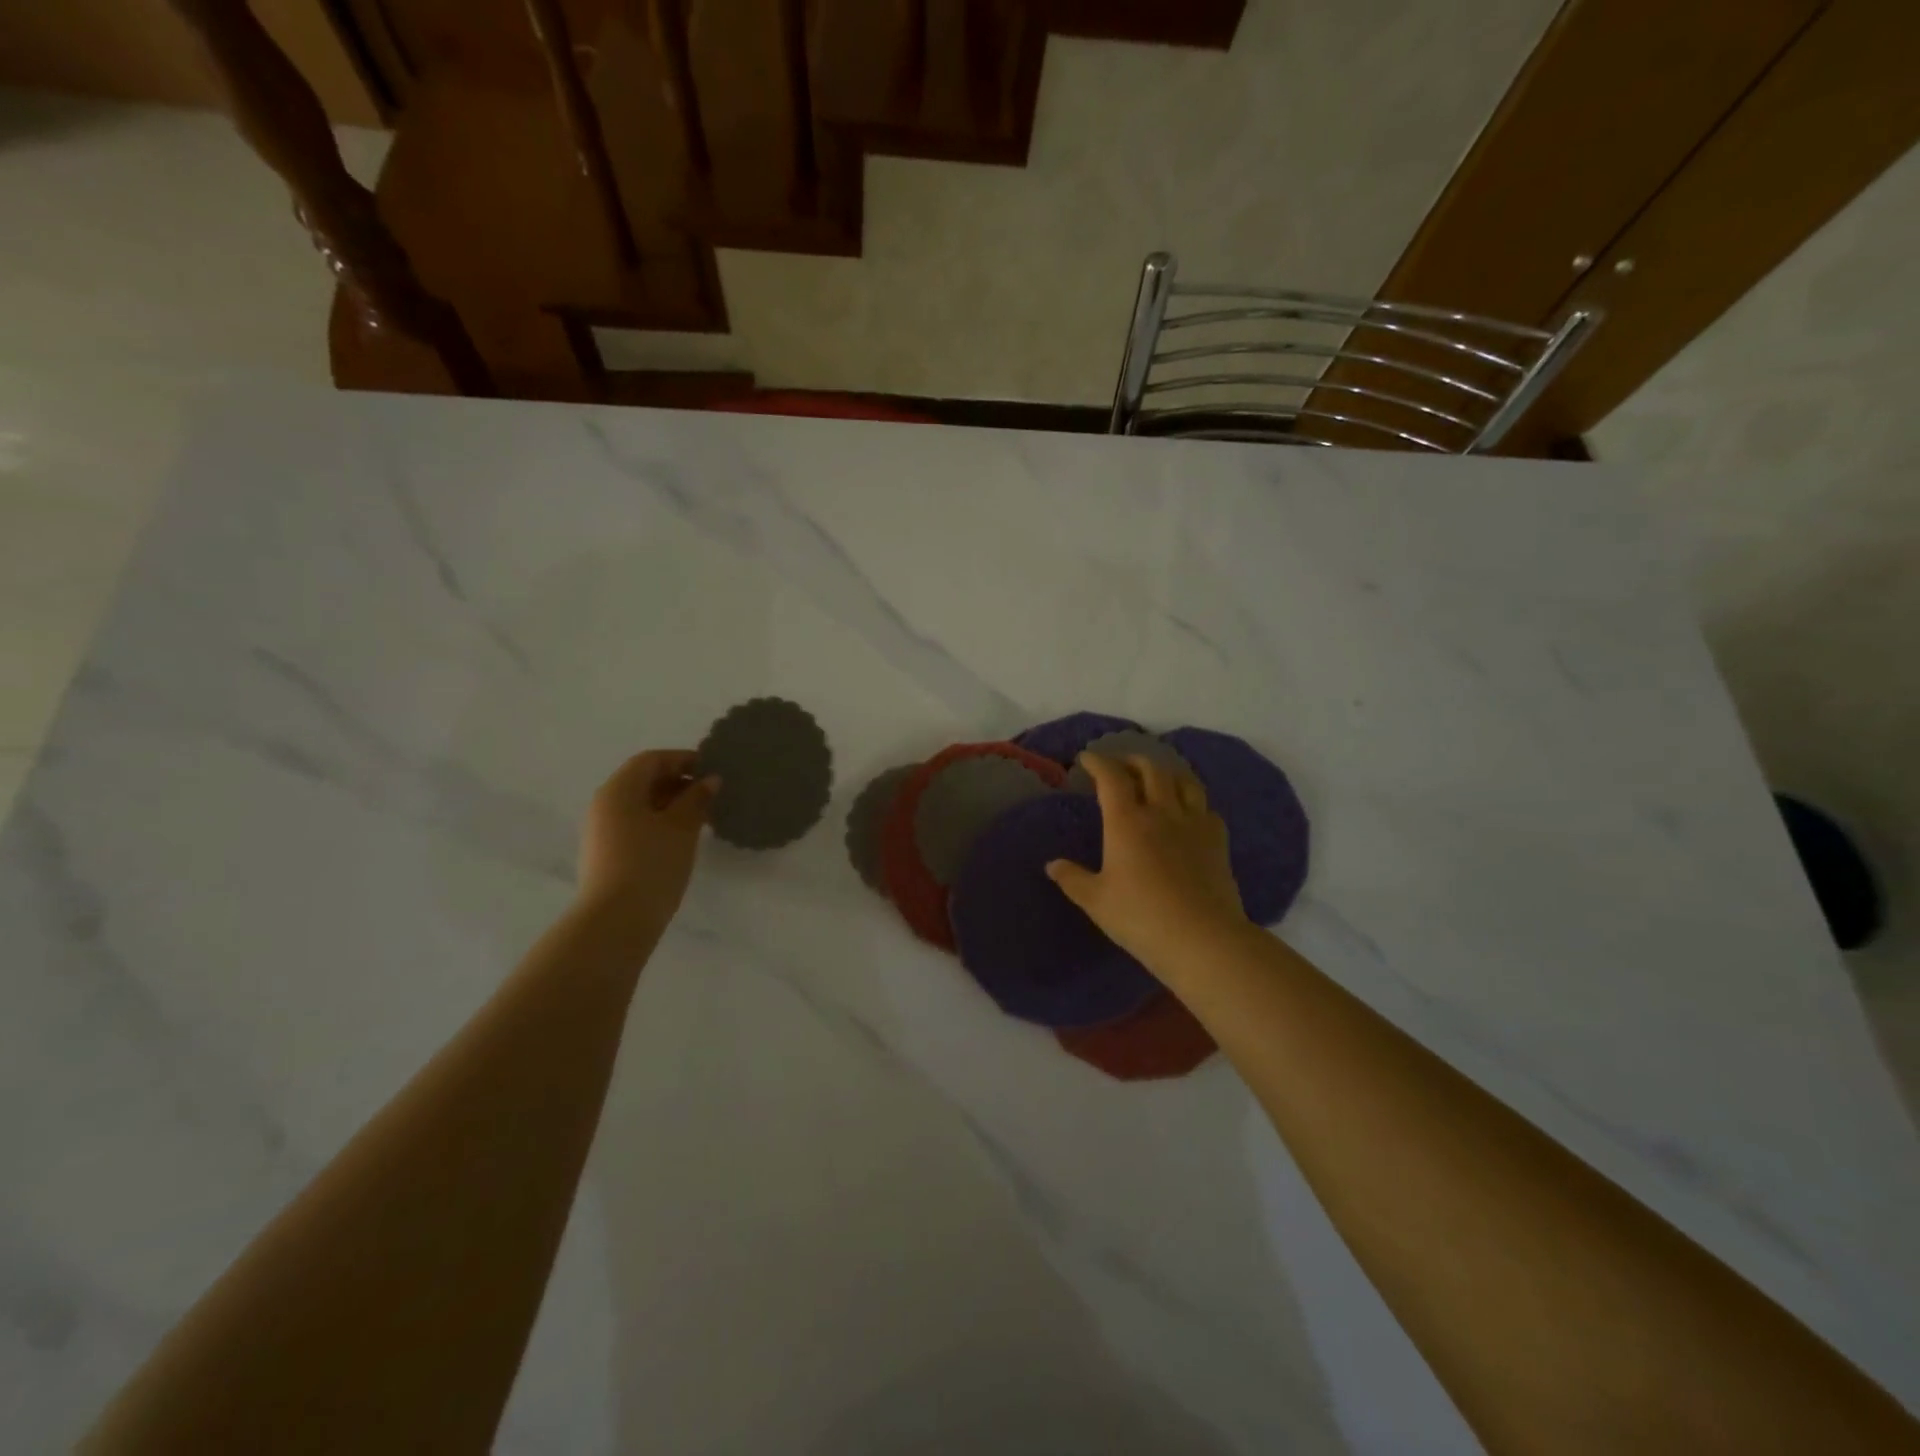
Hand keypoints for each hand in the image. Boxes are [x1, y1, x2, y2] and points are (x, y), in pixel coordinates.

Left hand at [576, 750, 718, 927]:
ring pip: (640, 806)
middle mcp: (604, 805)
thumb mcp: (682, 827)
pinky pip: (635, 827)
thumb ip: (697, 799)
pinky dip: (659, 824)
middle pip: (643, 781)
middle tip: (712, 795)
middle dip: (678, 783)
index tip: (712, 769)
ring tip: (702, 818)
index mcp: (618, 790)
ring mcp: (601, 832)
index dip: (683, 760)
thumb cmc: (651, 863)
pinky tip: (682, 840)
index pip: (651, 760)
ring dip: (671, 805)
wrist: (616, 921)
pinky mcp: (606, 855)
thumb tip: (709, 780)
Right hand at [1047, 752, 1248, 974]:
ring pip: (1184, 781)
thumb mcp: (1096, 901)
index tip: (1087, 758)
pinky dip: (1193, 802)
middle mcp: (1161, 812)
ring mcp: (1194, 823)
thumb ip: (1073, 879)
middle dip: (1132, 760)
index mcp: (1127, 822)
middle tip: (1120, 765)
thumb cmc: (1141, 917)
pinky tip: (1189, 813)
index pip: (1111, 777)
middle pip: (1150, 769)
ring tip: (1157, 778)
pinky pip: (1206, 808)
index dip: (1098, 762)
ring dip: (1166, 772)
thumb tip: (1052, 865)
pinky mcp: (1218, 840)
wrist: (1202, 938)